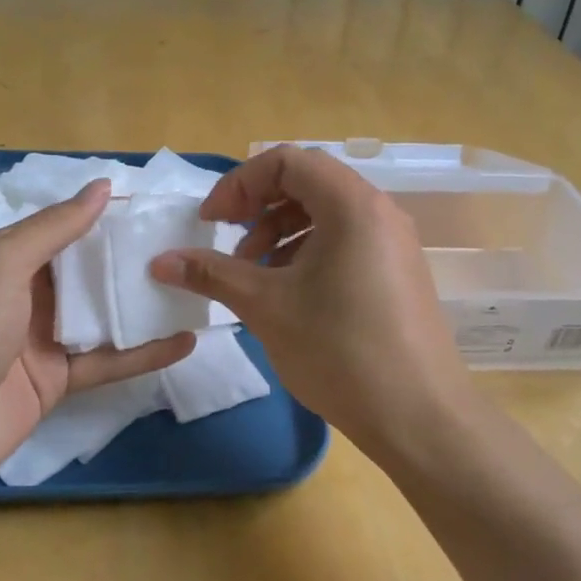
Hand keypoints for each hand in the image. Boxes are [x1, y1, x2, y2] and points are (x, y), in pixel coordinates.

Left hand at [0, 180, 193, 506]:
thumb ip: (52, 229)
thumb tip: (101, 187)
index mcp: (6, 259)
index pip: (66, 226)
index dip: (109, 216)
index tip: (158, 207)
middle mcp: (26, 294)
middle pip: (89, 270)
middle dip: (133, 258)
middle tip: (191, 245)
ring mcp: (42, 341)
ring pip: (103, 315)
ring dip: (143, 303)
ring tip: (198, 288)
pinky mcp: (56, 384)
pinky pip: (107, 362)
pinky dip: (143, 353)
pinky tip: (185, 342)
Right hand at [148, 145, 468, 457]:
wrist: (420, 419)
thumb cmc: (339, 350)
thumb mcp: (265, 306)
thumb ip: (211, 273)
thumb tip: (160, 261)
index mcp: (350, 204)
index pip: (286, 161)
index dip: (239, 184)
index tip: (211, 222)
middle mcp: (378, 210)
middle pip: (307, 181)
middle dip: (258, 205)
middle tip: (229, 240)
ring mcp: (393, 241)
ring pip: (326, 211)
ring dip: (280, 229)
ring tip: (254, 271)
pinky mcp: (398, 270)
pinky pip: (346, 238)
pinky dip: (308, 249)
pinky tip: (288, 290)